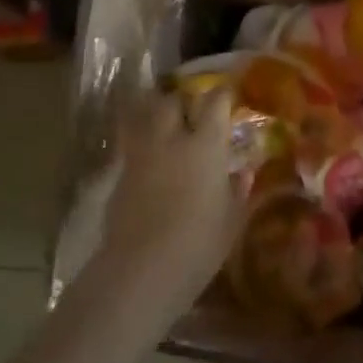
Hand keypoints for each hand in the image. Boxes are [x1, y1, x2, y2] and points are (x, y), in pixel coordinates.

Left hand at [86, 85, 245, 320]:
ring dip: (156, 111)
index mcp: (204, 145)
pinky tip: (151, 155)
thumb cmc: (199, 244)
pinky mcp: (119, 173)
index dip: (224, 94)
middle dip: (184, 98)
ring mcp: (140, 154)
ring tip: (167, 121)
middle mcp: (170, 139)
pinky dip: (142, 139)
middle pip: (172, 100)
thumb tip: (242, 172)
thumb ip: (237, 190)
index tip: (230, 94)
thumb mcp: (231, 219)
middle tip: (194, 109)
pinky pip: (132, 142)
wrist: (142, 269)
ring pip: (144, 114)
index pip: (215, 102)